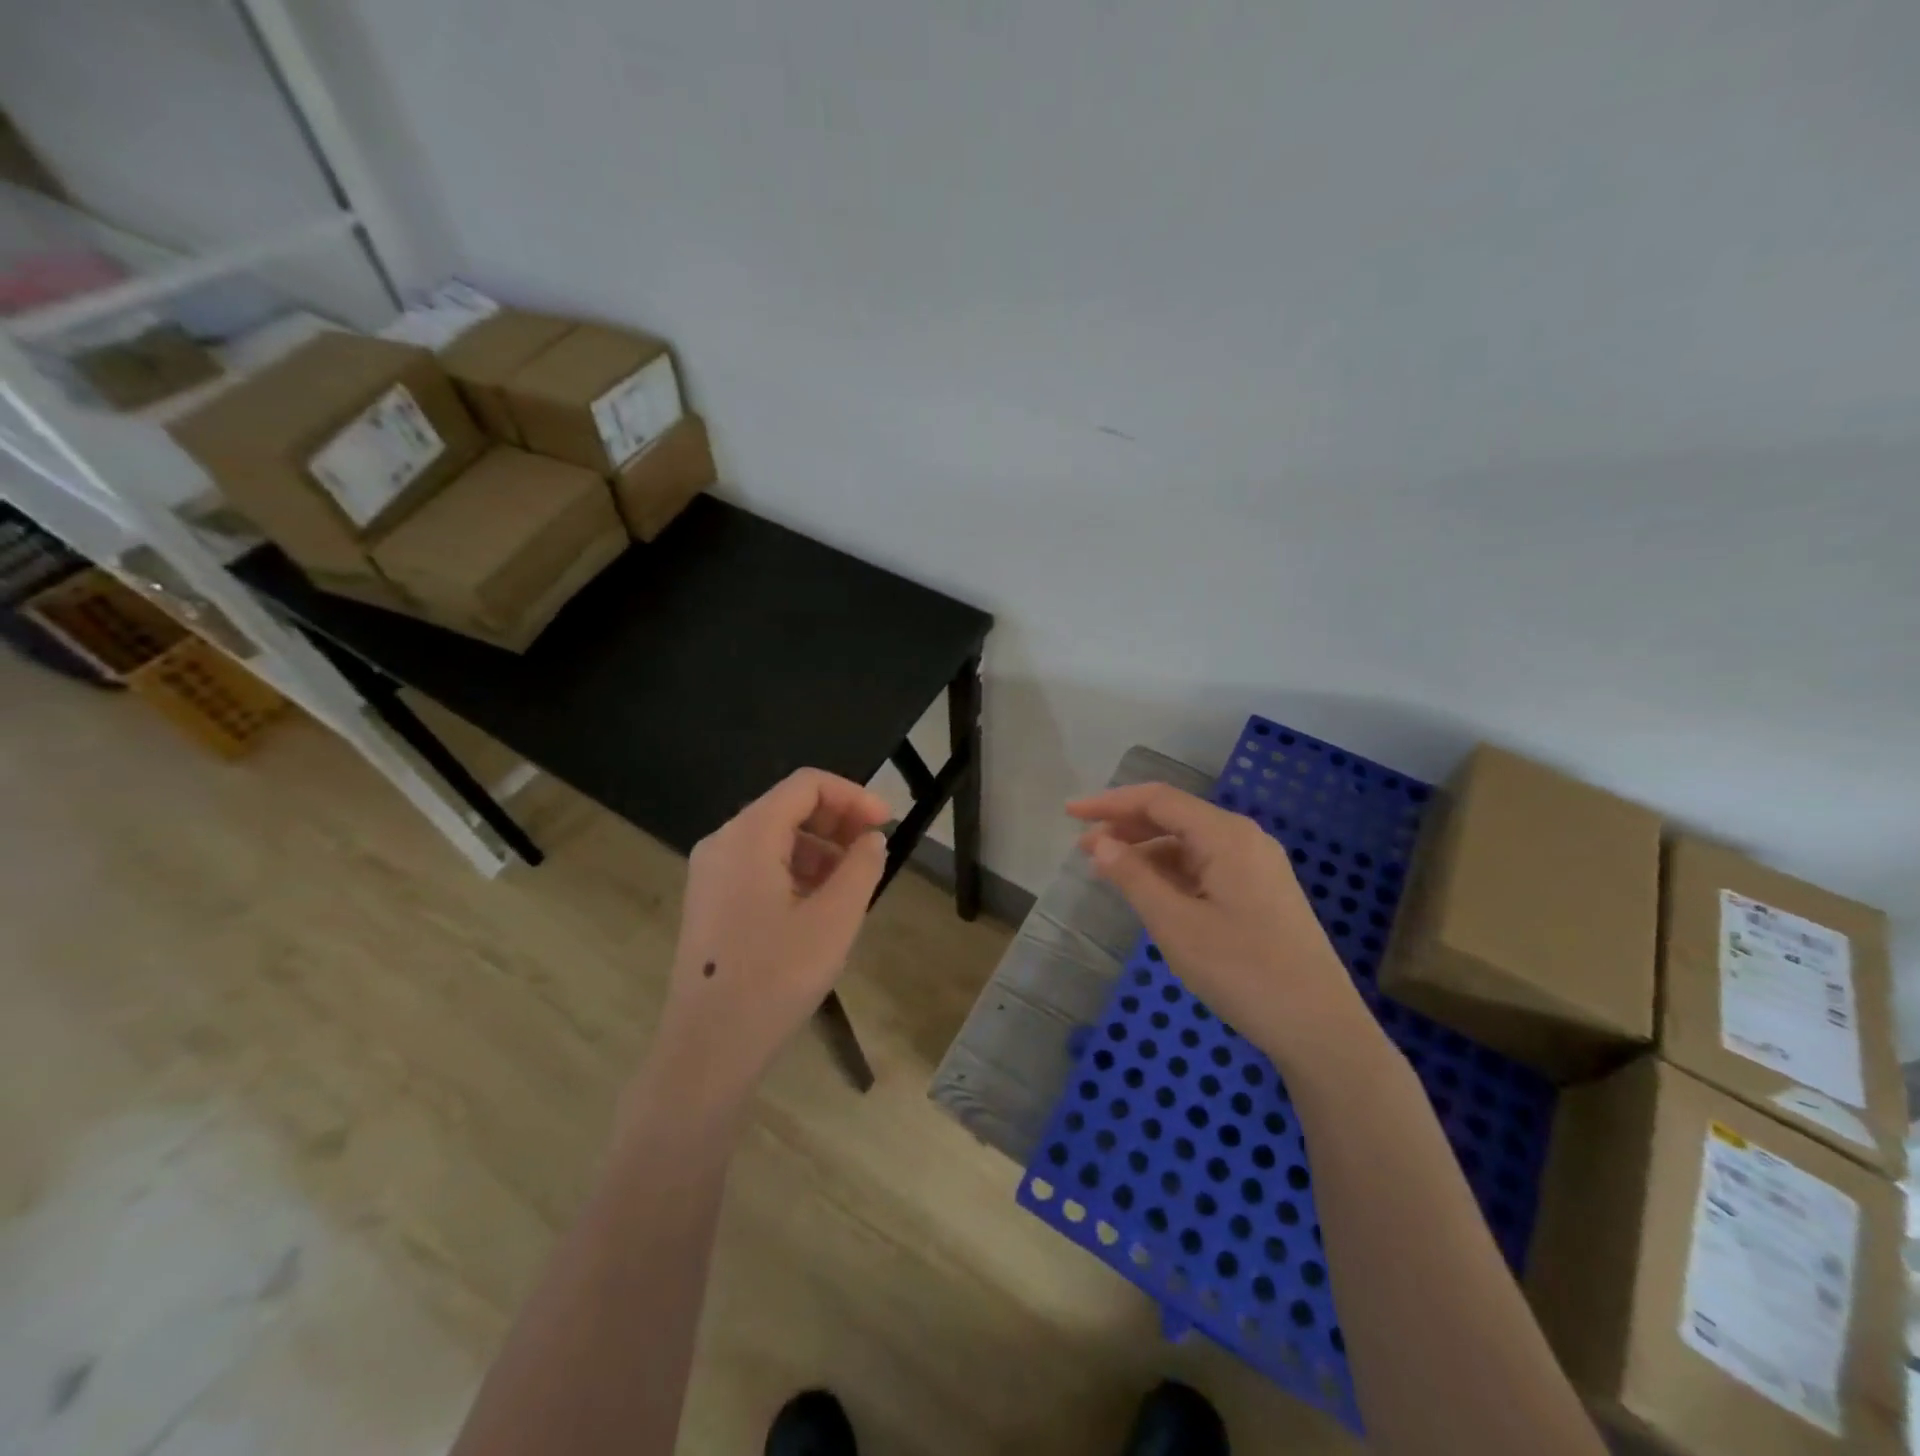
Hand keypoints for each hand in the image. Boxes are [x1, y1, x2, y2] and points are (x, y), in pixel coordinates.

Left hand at [640, 769, 890, 1117]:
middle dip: (837, 821)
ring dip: (820, 848)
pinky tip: (819, 905)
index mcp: (749, 835)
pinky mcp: (710, 901)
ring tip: (853, 884)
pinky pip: (759, 865)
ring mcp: (711, 873)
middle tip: (874, 852)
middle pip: (788, 807)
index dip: (853, 796)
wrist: (707, 1049)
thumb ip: (861, 867)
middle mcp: (723, 842)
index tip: (886, 824)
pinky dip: (796, 870)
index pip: (807, 785)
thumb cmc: (775, 978)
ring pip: (775, 838)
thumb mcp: (835, 919)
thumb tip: (871, 839)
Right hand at [1068, 782, 1370, 1071]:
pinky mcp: (1262, 892)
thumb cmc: (1243, 971)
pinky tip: (1150, 891)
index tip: (1069, 813)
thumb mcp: (1176, 924)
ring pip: (1189, 843)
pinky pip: (1206, 866)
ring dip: (1146, 851)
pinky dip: (1171, 872)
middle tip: (1083, 849)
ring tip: (1108, 872)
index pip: (1158, 800)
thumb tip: (1100, 843)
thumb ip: (1133, 877)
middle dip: (1126, 827)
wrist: (1320, 1028)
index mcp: (1226, 835)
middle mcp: (1244, 839)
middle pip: (1175, 816)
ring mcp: (1257, 866)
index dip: (1110, 803)